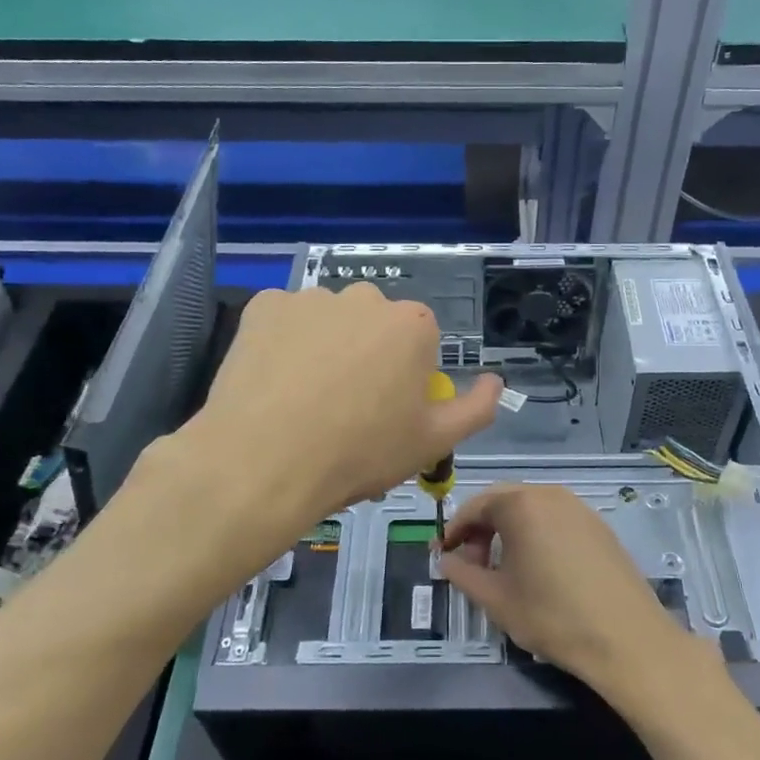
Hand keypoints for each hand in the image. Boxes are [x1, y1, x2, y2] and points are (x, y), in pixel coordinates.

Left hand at [185, 283, 502, 525]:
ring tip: (304, 401)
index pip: (419, 343)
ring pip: (328, 322)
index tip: (386, 413)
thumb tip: (495, 381)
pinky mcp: (263, 306)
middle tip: (346, 410)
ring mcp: (310, 297)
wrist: (264, 462)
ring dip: (325, 348)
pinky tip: (274, 382)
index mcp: (412, 324)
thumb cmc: (360, 453)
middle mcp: (365, 297)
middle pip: (374, 326)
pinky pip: (284, 321)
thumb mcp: (433, 442)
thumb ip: (476, 408)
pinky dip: (284, 343)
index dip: (405, 379)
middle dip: (368, 357)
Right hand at [438, 484, 690, 698]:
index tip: (443, 554)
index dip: (454, 529)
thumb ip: (462, 573)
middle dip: (481, 528)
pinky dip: (537, 534)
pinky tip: (538, 569)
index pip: (475, 505)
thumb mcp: (495, 599)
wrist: (626, 638)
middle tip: (470, 563)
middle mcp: (550, 495)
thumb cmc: (552, 616)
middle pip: (504, 502)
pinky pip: (556, 520)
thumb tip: (445, 559)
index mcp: (521, 505)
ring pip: (531, 509)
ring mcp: (579, 508)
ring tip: (503, 568)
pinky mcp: (599, 526)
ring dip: (509, 531)